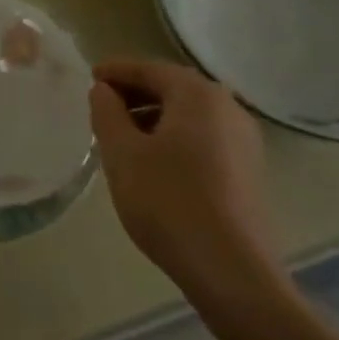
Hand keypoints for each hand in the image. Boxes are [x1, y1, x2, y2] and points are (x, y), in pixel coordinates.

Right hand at [88, 57, 278, 298]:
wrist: (230, 270)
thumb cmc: (167, 201)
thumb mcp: (121, 153)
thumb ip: (107, 112)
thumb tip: (103, 90)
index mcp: (198, 95)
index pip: (149, 69)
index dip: (116, 71)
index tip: (90, 78)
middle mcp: (228, 108)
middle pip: (173, 88)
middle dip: (135, 93)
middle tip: (101, 106)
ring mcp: (245, 140)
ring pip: (190, 115)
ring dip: (154, 116)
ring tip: (121, 136)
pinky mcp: (249, 170)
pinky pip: (204, 137)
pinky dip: (175, 137)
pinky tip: (153, 161)